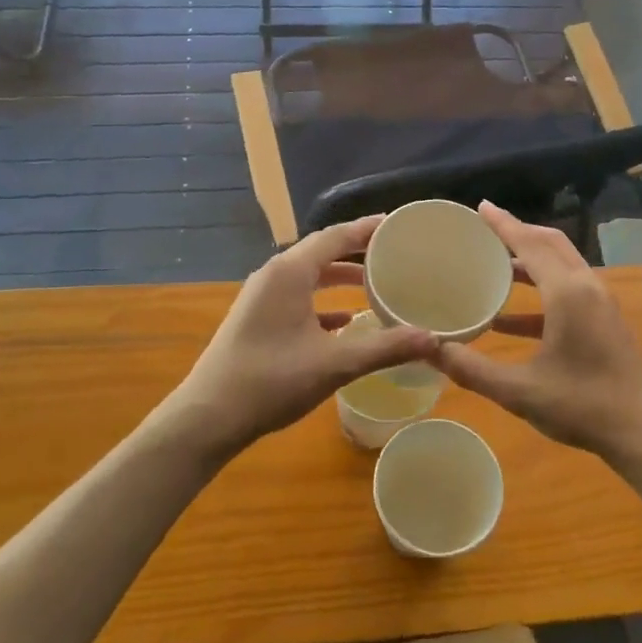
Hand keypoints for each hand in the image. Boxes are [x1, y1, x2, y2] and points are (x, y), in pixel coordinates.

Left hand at [161, 216, 436, 457]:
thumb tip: (434, 339)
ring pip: (309, 275)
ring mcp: (262, 297)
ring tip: (376, 284)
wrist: (208, 417)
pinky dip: (324, 302)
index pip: (335, 236)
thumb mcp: (334, 364)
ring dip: (340, 277)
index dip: (367, 229)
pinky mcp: (257, 318)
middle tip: (393, 252)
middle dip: (357, 250)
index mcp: (290, 272)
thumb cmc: (270, 381)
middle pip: (322, 251)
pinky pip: (298, 297)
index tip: (397, 225)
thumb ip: (384, 348)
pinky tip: (346, 321)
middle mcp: (274, 275)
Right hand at [436, 203, 641, 460]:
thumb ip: (472, 369)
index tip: (480, 207)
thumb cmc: (582, 405)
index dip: (503, 224)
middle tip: (484, 231)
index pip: (530, 243)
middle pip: (549, 244)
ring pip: (561, 266)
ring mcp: (600, 303)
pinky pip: (568, 291)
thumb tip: (429, 349)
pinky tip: (509, 321)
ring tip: (493, 268)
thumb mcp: (519, 390)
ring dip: (529, 262)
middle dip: (518, 233)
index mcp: (567, 292)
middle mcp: (586, 286)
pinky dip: (540, 293)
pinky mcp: (605, 321)